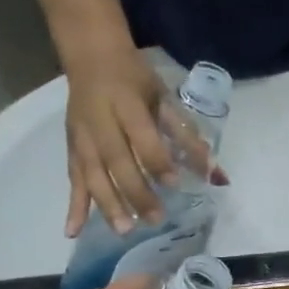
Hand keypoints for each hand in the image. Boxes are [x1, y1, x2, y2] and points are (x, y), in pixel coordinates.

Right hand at [64, 49, 223, 236]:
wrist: (90, 56)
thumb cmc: (135, 79)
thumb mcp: (163, 98)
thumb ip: (187, 136)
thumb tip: (216, 174)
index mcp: (126, 103)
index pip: (142, 137)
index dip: (157, 161)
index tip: (174, 184)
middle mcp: (100, 122)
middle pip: (116, 161)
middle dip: (135, 192)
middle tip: (155, 219)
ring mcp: (82, 137)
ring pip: (92, 174)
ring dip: (107, 204)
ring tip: (124, 230)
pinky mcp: (71, 148)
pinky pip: (73, 179)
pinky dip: (73, 206)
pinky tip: (72, 232)